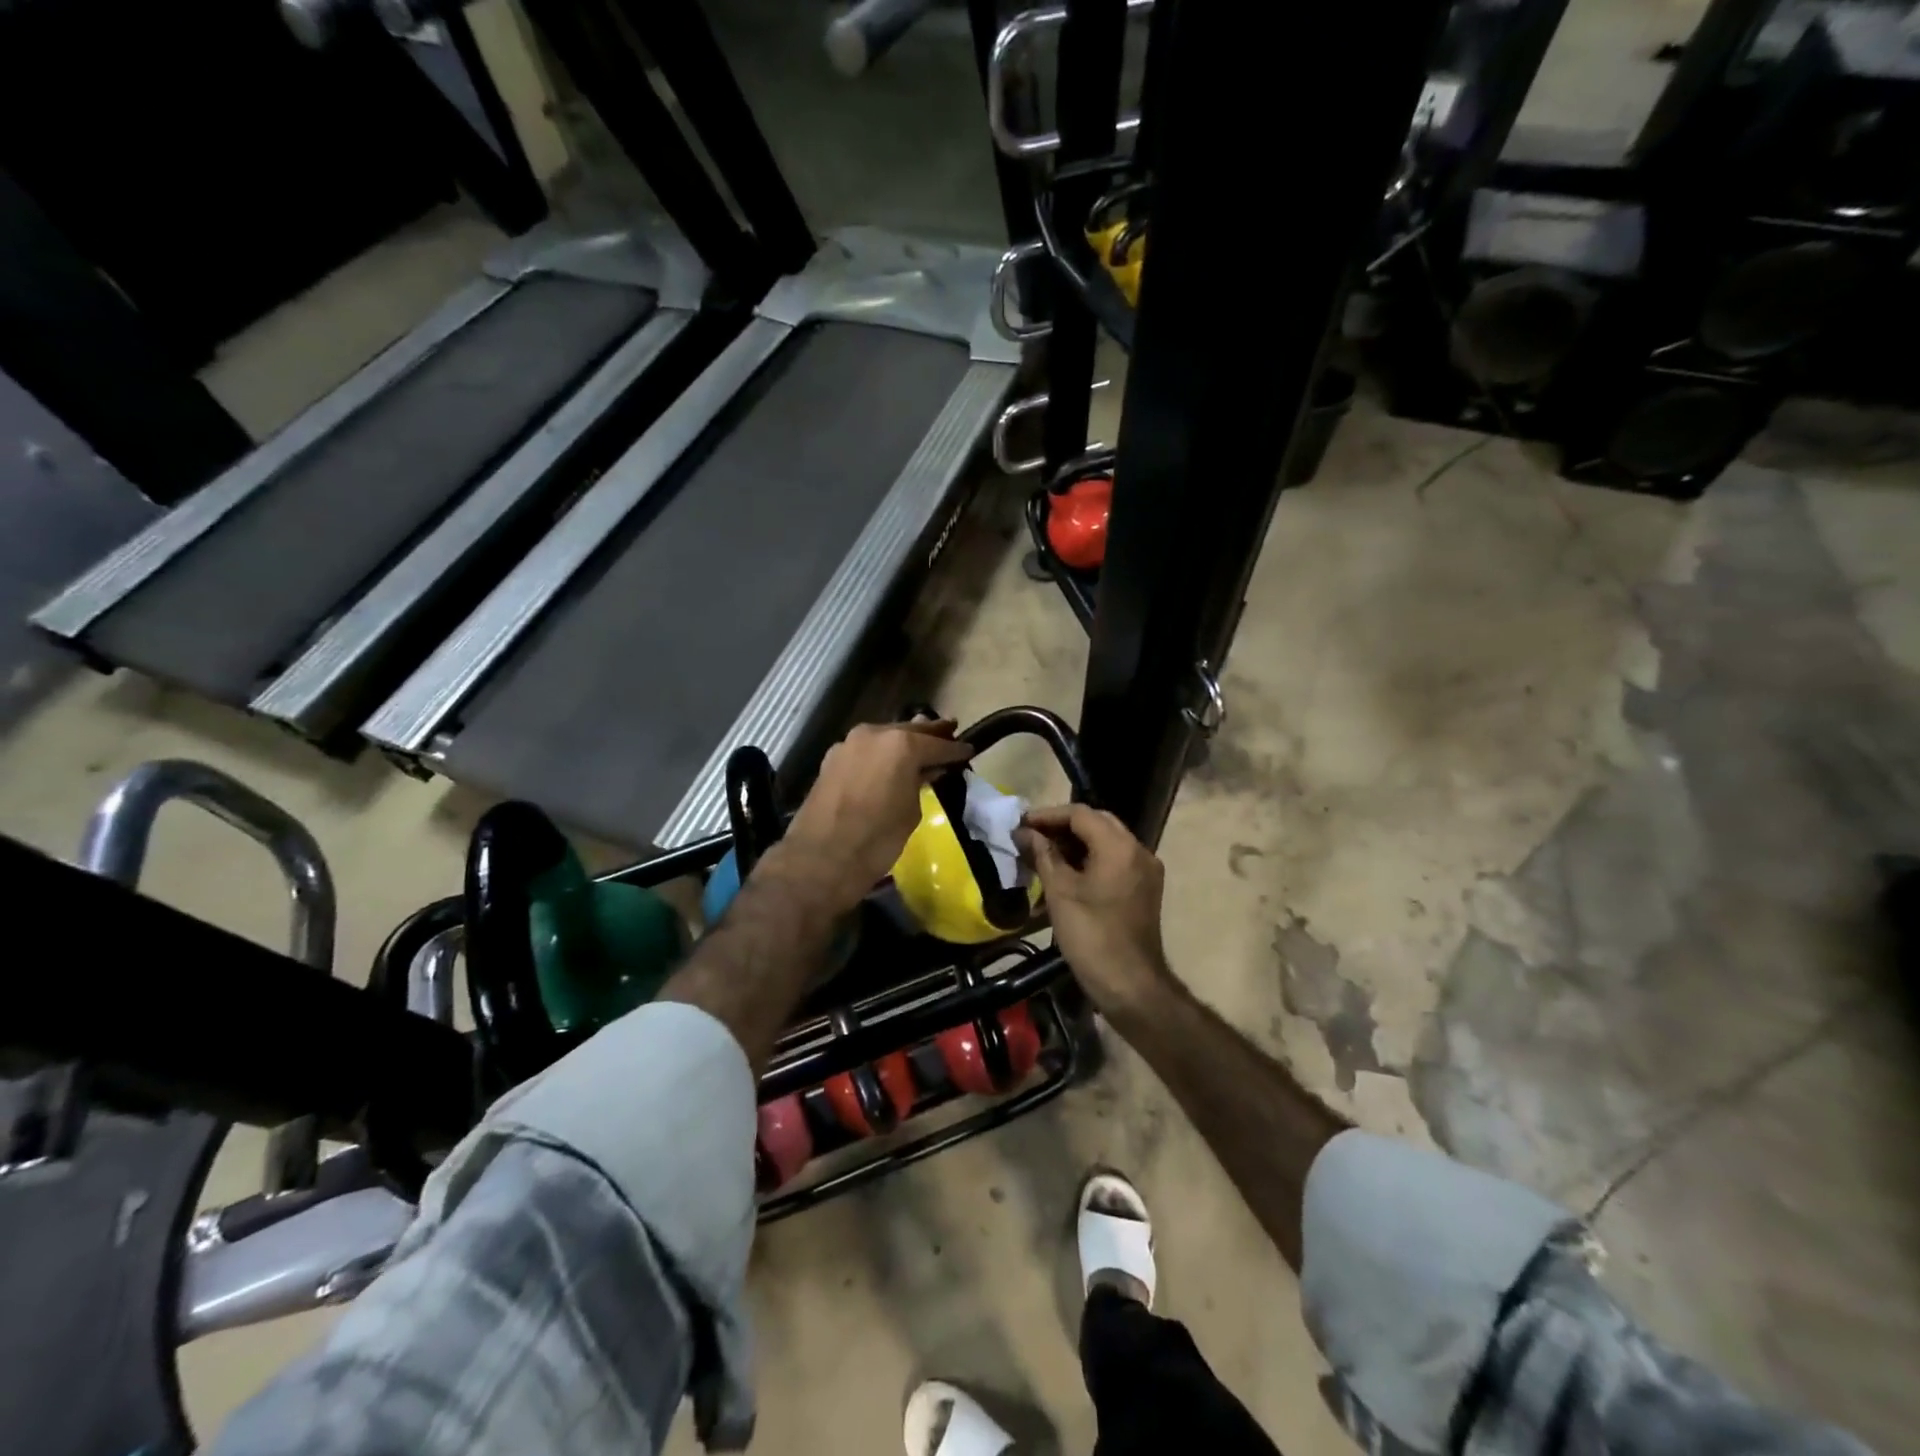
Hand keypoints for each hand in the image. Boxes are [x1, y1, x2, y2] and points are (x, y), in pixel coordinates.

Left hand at [780, 719, 972, 909]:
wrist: (821, 859)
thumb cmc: (877, 839)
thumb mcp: (911, 811)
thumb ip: (920, 782)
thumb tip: (925, 771)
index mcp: (900, 744)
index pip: (937, 744)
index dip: (955, 749)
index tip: (969, 749)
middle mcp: (874, 734)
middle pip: (908, 731)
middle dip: (930, 734)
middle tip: (950, 730)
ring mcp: (848, 744)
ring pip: (884, 737)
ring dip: (903, 741)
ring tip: (922, 745)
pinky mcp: (832, 759)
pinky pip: (866, 750)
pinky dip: (881, 753)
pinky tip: (890, 762)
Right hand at [1015, 804, 1175, 1016]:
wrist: (1131, 986)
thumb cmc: (1092, 936)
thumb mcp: (1060, 892)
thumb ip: (1043, 855)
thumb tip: (1024, 833)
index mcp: (1120, 847)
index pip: (1080, 814)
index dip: (1047, 815)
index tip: (1021, 824)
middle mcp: (1138, 851)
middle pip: (1096, 823)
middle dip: (1061, 827)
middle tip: (1031, 836)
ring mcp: (1145, 871)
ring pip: (1106, 842)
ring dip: (1075, 843)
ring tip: (1042, 854)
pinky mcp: (1144, 889)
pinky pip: (1114, 861)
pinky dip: (1089, 860)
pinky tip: (1064, 873)